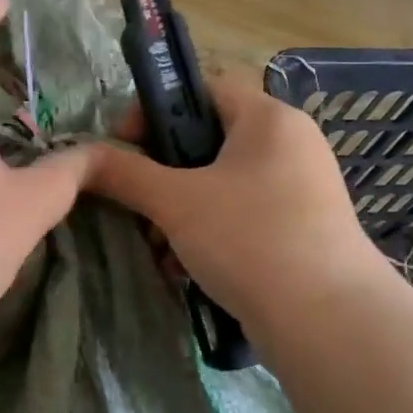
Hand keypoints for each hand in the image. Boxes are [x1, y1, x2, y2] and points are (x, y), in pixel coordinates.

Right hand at [86, 72, 380, 336]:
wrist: (329, 323)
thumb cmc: (249, 240)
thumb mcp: (176, 202)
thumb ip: (125, 173)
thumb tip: (83, 157)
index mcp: (268, 119)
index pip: (201, 89)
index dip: (154, 109)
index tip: (121, 145)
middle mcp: (289, 145)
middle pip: (206, 141)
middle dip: (161, 174)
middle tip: (135, 203)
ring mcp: (299, 189)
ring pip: (219, 184)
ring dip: (179, 211)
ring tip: (158, 247)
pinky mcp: (300, 230)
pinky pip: (239, 215)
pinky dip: (207, 233)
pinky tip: (184, 268)